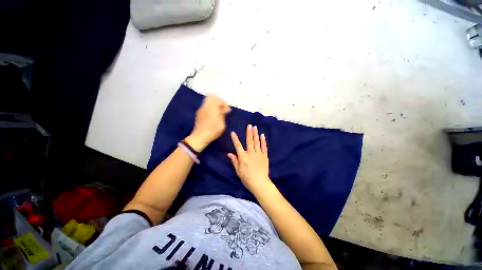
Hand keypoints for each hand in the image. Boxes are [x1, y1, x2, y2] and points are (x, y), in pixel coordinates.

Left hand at [185, 94, 230, 151]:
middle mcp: (205, 107)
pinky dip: (211, 107)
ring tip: (219, 111)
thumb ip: (223, 114)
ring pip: (208, 100)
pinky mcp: (199, 113)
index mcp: (211, 108)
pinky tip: (214, 114)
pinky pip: (206, 105)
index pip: (217, 98)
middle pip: (211, 96)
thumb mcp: (221, 124)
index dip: (223, 102)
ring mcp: (201, 109)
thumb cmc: (212, 131)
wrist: (200, 137)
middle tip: (223, 107)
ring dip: (214, 103)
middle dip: (218, 100)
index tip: (227, 109)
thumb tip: (226, 108)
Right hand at [228, 125, 272, 193]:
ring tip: (255, 127)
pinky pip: (264, 147)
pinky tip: (262, 135)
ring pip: (257, 142)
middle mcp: (251, 153)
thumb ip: (234, 161)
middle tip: (249, 125)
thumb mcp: (238, 171)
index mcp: (243, 157)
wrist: (260, 183)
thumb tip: (229, 153)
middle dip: (249, 132)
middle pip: (249, 141)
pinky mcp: (264, 156)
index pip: (238, 146)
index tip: (233, 132)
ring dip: (255, 134)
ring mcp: (259, 154)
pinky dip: (263, 141)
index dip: (235, 139)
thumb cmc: (247, 178)